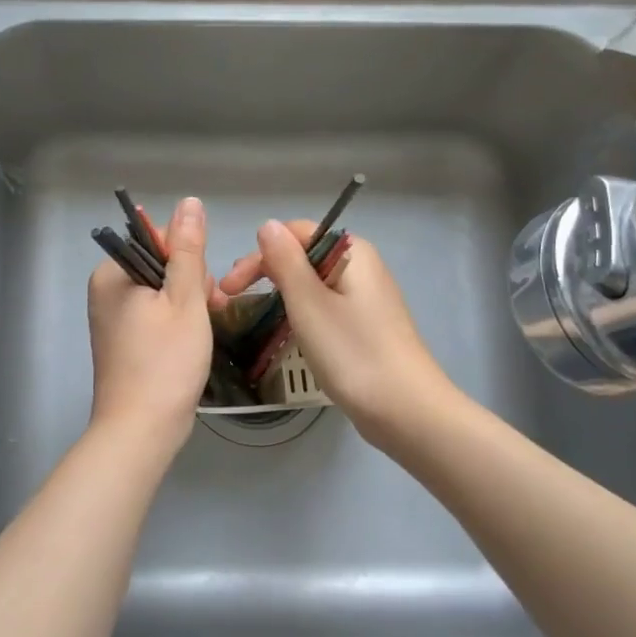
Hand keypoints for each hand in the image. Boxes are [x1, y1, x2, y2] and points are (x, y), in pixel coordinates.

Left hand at [86, 196, 214, 447]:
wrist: (141, 431)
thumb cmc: (165, 362)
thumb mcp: (185, 299)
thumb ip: (188, 249)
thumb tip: (189, 202)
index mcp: (112, 273)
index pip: (158, 239)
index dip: (188, 259)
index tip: (203, 290)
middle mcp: (105, 290)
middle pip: (161, 265)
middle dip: (190, 285)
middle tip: (205, 316)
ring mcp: (111, 318)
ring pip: (162, 292)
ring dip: (188, 306)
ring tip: (200, 334)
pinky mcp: (121, 341)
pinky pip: (154, 316)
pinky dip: (176, 324)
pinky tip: (191, 344)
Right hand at [217, 220, 456, 452]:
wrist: (406, 411)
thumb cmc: (352, 352)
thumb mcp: (308, 303)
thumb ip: (285, 260)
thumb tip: (268, 225)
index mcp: (350, 251)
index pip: (294, 233)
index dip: (258, 255)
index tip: (230, 287)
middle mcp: (360, 266)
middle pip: (303, 255)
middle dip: (265, 273)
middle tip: (232, 300)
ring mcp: (365, 297)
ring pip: (312, 283)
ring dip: (280, 294)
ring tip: (253, 316)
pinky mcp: (365, 325)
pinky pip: (324, 305)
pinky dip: (300, 312)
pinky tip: (286, 330)